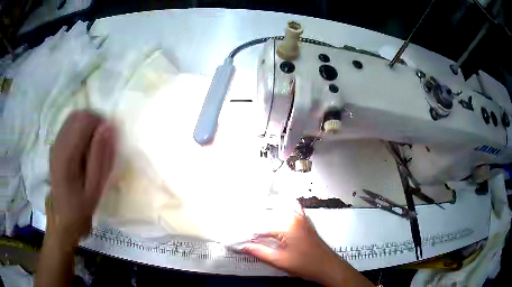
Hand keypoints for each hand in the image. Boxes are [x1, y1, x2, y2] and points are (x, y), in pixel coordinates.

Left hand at [48, 110, 115, 246]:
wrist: (64, 217)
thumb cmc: (81, 206)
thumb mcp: (95, 187)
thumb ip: (100, 156)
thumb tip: (108, 126)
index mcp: (67, 154)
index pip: (84, 120)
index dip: (100, 124)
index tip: (109, 140)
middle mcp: (58, 143)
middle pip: (79, 115)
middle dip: (95, 122)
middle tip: (103, 143)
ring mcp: (55, 143)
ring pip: (74, 118)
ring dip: (88, 125)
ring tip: (94, 146)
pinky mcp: (56, 145)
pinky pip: (70, 125)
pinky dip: (81, 129)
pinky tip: (84, 148)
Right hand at [241, 203, 342, 282]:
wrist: (328, 266)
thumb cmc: (305, 264)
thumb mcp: (279, 261)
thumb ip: (259, 252)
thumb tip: (242, 246)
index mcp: (286, 225)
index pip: (260, 228)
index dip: (248, 235)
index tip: (238, 240)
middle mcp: (293, 216)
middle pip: (268, 218)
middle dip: (255, 225)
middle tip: (244, 233)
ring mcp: (301, 218)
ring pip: (278, 213)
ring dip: (266, 217)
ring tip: (255, 225)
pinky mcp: (305, 222)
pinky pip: (292, 211)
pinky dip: (283, 210)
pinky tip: (276, 210)